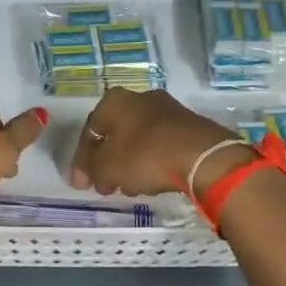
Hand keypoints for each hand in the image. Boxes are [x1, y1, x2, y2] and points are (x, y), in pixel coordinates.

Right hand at [69, 89, 252, 196]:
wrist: (203, 155)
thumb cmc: (145, 156)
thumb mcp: (108, 167)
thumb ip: (92, 170)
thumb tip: (90, 176)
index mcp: (114, 101)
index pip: (90, 131)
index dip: (82, 161)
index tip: (81, 185)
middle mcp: (139, 98)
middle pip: (115, 134)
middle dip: (107, 162)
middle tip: (105, 186)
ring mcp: (167, 110)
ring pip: (138, 140)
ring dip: (129, 163)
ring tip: (130, 187)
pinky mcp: (189, 125)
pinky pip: (160, 144)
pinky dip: (151, 161)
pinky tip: (152, 180)